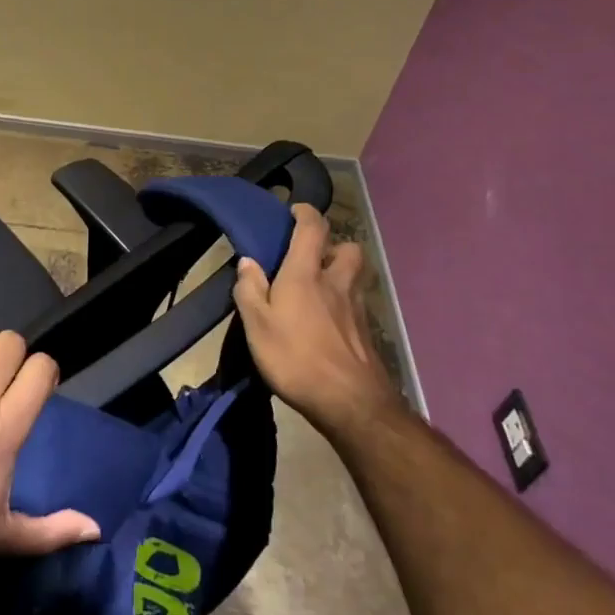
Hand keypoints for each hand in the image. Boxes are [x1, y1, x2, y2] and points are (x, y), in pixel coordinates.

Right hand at [233, 204, 399, 437]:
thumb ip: (250, 290)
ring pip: (355, 276)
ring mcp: (357, 308)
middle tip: (312, 257)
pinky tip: (327, 322)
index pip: (313, 228)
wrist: (352, 404)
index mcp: (306, 274)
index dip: (305, 213)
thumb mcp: (257, 325)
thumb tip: (248, 261)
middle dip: (332, 245)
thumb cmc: (296, 358)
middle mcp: (337, 283)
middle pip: (348, 248)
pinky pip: (357, 303)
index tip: (294, 210)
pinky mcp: (366, 333)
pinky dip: (344, 303)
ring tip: (319, 289)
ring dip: (341, 273)